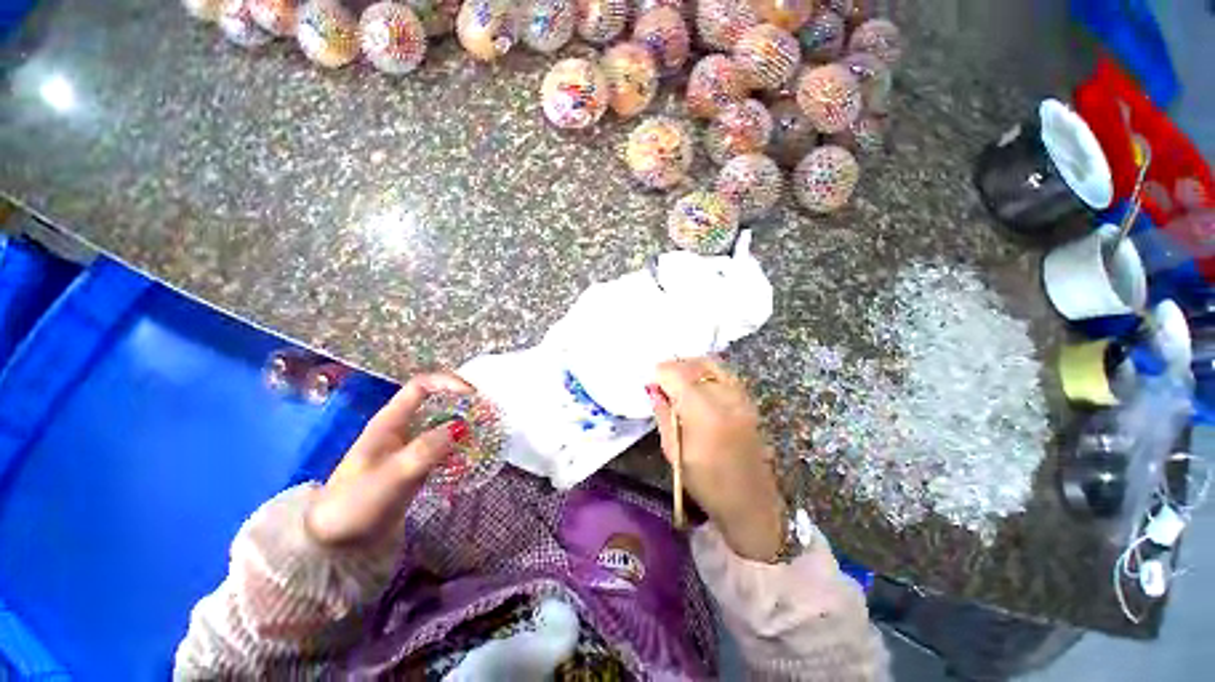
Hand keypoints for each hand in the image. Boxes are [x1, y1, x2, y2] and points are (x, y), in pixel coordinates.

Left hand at [306, 371, 473, 546]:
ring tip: (485, 435)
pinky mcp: (416, 465)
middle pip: (436, 403)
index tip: (473, 395)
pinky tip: (471, 456)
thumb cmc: (356, 503)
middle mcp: (402, 428)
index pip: (421, 386)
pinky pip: (443, 447)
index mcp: (390, 421)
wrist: (337, 542)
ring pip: (442, 426)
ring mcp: (410, 447)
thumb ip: (425, 451)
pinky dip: (459, 447)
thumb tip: (460, 428)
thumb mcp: (391, 476)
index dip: (447, 383)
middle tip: (486, 416)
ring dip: (464, 426)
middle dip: (462, 405)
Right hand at [649, 358, 785, 561]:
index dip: (661, 372)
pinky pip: (725, 374)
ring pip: (712, 364)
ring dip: (691, 366)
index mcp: (703, 413)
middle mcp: (725, 398)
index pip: (677, 375)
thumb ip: (663, 415)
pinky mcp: (749, 402)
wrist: (750, 502)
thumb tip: (654, 390)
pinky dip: (707, 372)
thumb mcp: (674, 452)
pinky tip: (698, 384)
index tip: (651, 381)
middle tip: (662, 379)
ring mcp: (741, 398)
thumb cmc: (706, 483)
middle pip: (695, 365)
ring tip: (678, 379)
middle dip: (675, 367)